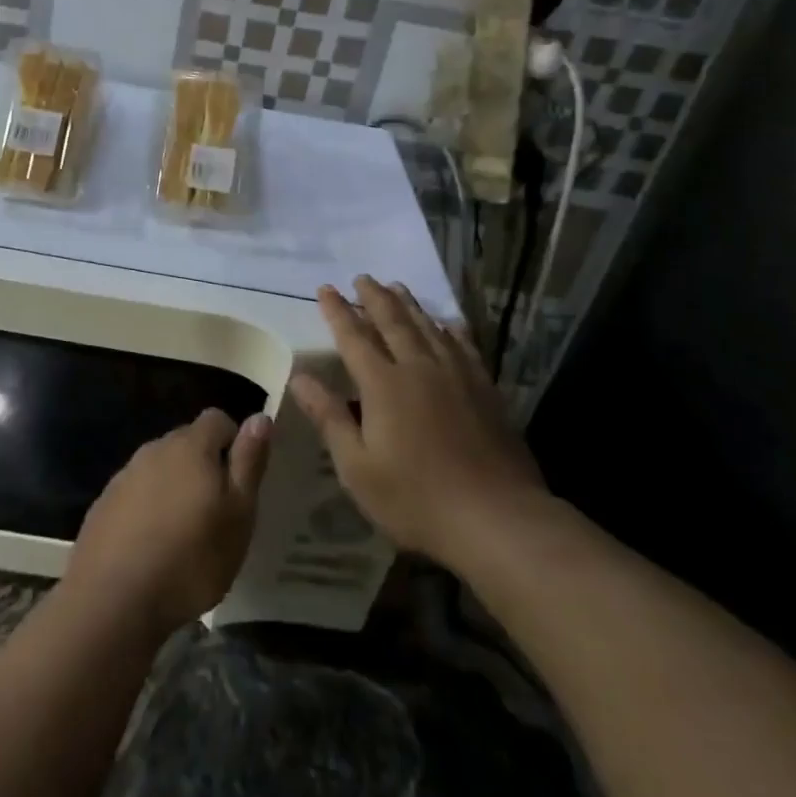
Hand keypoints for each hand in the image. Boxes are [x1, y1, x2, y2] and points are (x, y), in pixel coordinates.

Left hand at [65, 408, 271, 636]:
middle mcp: (154, 449)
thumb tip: (260, 417)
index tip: (240, 483)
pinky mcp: (104, 504)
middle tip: (217, 513)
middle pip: (187, 442)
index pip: (218, 419)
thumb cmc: (191, 558)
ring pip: (161, 469)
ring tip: (185, 535)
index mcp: (190, 446)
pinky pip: (136, 494)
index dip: (234, 443)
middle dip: (205, 467)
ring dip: (176, 488)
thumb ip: (249, 462)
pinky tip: (153, 547)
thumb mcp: (238, 514)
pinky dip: (149, 510)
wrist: (113, 601)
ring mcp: (124, 476)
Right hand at [290, 276, 547, 569]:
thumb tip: (300, 378)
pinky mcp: (485, 388)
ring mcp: (456, 375)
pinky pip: (464, 345)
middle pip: (393, 322)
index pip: (354, 337)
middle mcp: (418, 368)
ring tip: (397, 286)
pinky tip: (449, 323)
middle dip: (374, 297)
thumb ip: (329, 417)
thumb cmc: (415, 498)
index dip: (337, 311)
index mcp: (383, 385)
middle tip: (362, 278)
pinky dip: (452, 329)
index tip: (325, 289)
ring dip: (409, 304)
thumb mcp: (357, 467)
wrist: (496, 518)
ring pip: (428, 327)